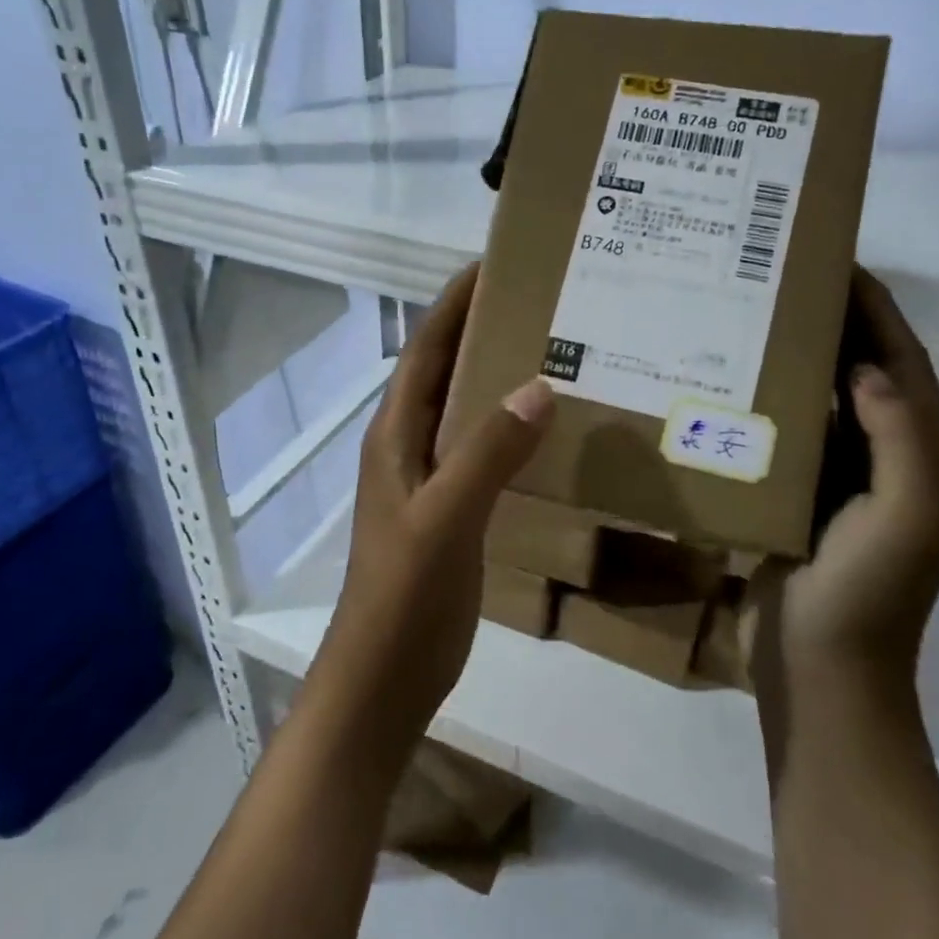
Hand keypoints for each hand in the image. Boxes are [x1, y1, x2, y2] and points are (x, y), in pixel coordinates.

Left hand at [319, 263, 555, 741]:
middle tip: (541, 301)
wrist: (385, 675)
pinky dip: (511, 429)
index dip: (454, 304)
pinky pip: (483, 451)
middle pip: (446, 371)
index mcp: (395, 433)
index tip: (495, 263)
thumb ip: (487, 453)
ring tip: (554, 351)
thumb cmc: (404, 593)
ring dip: (498, 378)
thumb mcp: (446, 517)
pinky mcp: (453, 511)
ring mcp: (430, 480)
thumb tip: (538, 384)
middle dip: (482, 330)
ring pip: (466, 411)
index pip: (426, 349)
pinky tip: (548, 429)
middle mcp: (409, 446)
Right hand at [748, 269, 938, 697]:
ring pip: (823, 398)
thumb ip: (901, 437)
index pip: (903, 363)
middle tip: (785, 277)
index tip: (837, 261)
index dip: (877, 309)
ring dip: (800, 356)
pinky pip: (789, 432)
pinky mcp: (800, 494)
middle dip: (836, 321)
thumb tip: (863, 368)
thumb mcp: (908, 516)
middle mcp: (887, 458)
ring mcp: (841, 478)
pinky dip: (770, 399)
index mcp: (924, 456)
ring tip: (757, 314)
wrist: (820, 672)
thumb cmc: (868, 595)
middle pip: (864, 372)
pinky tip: (734, 380)